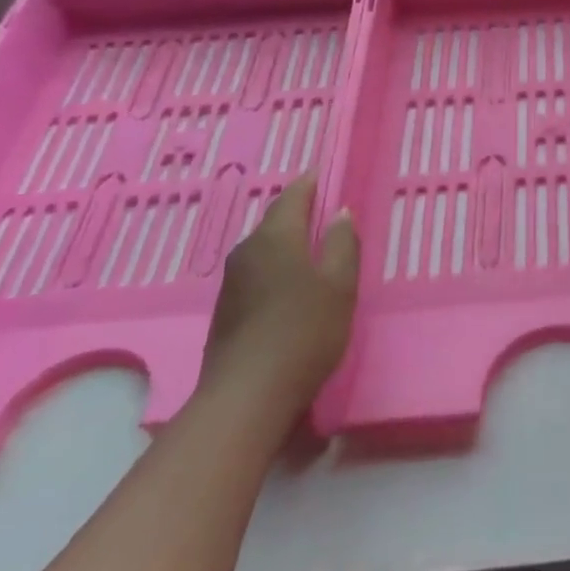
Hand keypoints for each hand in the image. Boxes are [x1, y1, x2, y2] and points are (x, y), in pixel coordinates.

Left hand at [198, 176, 358, 437]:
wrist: (247, 396)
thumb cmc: (304, 332)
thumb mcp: (340, 285)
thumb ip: (343, 244)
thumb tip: (340, 213)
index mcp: (276, 238)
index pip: (293, 196)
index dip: (311, 183)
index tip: (325, 173)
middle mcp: (247, 252)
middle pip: (275, 221)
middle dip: (299, 213)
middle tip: (326, 212)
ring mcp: (232, 282)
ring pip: (265, 248)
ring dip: (288, 242)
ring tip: (314, 248)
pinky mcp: (227, 310)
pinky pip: (257, 272)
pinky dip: (277, 267)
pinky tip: (292, 285)